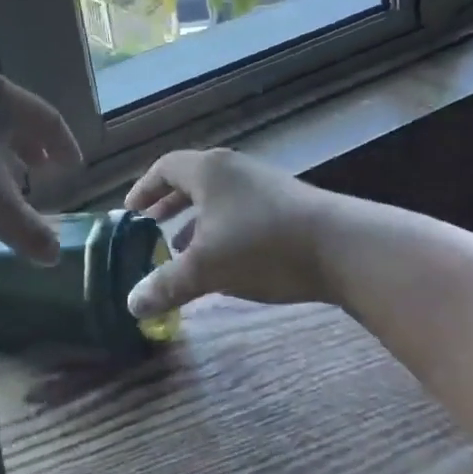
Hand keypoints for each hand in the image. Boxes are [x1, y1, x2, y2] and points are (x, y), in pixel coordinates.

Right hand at [123, 148, 337, 315]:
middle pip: (191, 181)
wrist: (342, 247)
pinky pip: (240, 210)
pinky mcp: (287, 204)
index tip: (129, 212)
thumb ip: (166, 284)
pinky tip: (226, 260)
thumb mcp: (207, 268)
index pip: (165, 168)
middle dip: (168, 206)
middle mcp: (234, 169)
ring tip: (182, 250)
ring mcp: (264, 184)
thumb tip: (131, 305)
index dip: (144, 189)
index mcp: (209, 171)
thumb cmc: (262, 246)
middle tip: (150, 228)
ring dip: (196, 221)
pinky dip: (222, 229)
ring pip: (218, 198)